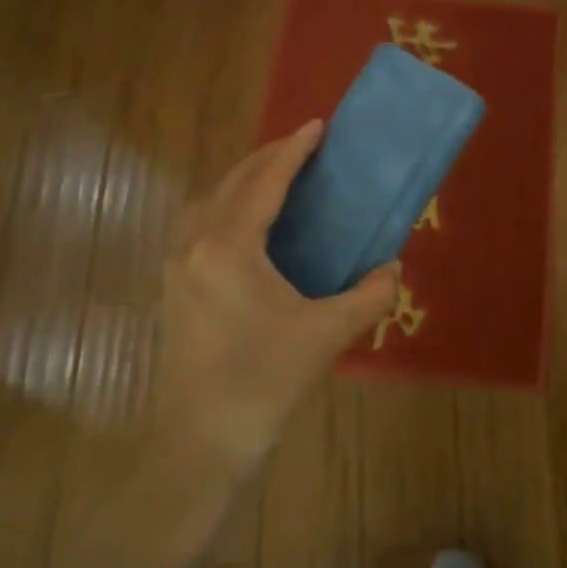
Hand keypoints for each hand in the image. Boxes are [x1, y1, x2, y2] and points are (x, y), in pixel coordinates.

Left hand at [156, 121, 399, 477]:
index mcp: (229, 249)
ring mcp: (176, 268)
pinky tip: (249, 226)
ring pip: (208, 202)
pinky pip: (198, 225)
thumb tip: (393, 268)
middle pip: (231, 183)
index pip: (264, 182)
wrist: (203, 442)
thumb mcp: (327, 334)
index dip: (293, 150)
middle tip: (304, 146)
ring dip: (243, 181)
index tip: (318, 125)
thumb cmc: (265, 381)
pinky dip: (226, 206)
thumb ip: (370, 295)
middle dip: (268, 158)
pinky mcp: (173, 288)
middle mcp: (194, 246)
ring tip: (278, 179)